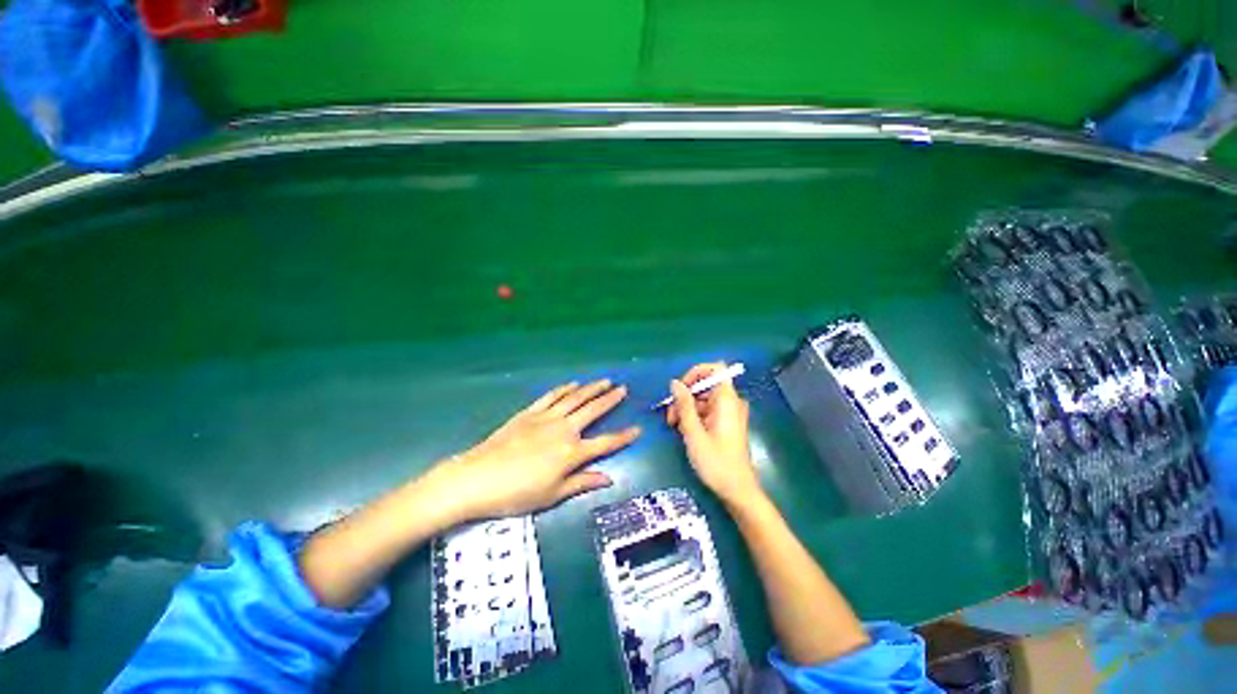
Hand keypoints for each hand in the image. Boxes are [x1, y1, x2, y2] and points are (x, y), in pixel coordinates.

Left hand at [430, 379, 640, 520]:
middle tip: (623, 389)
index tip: (638, 429)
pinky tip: (573, 384)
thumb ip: (582, 482)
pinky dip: (564, 388)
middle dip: (610, 400)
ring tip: (605, 381)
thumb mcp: (552, 495)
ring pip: (575, 398)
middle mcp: (564, 430)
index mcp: (572, 453)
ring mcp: (546, 418)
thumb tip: (609, 479)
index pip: (606, 443)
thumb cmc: (517, 493)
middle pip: (593, 411)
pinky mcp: (530, 412)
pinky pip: (551, 396)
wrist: (477, 478)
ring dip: (592, 388)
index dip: (624, 436)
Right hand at [667, 363, 763, 506]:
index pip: (715, 369)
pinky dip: (693, 416)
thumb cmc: (716, 462)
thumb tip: (675, 382)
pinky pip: (706, 410)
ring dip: (686, 408)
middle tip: (670, 416)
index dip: (696, 372)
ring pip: (702, 398)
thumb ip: (684, 405)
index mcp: (727, 400)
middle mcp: (730, 402)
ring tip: (674, 427)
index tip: (680, 388)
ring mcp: (728, 413)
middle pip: (705, 384)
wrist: (737, 491)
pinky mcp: (725, 423)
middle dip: (685, 396)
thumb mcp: (694, 433)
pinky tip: (683, 431)